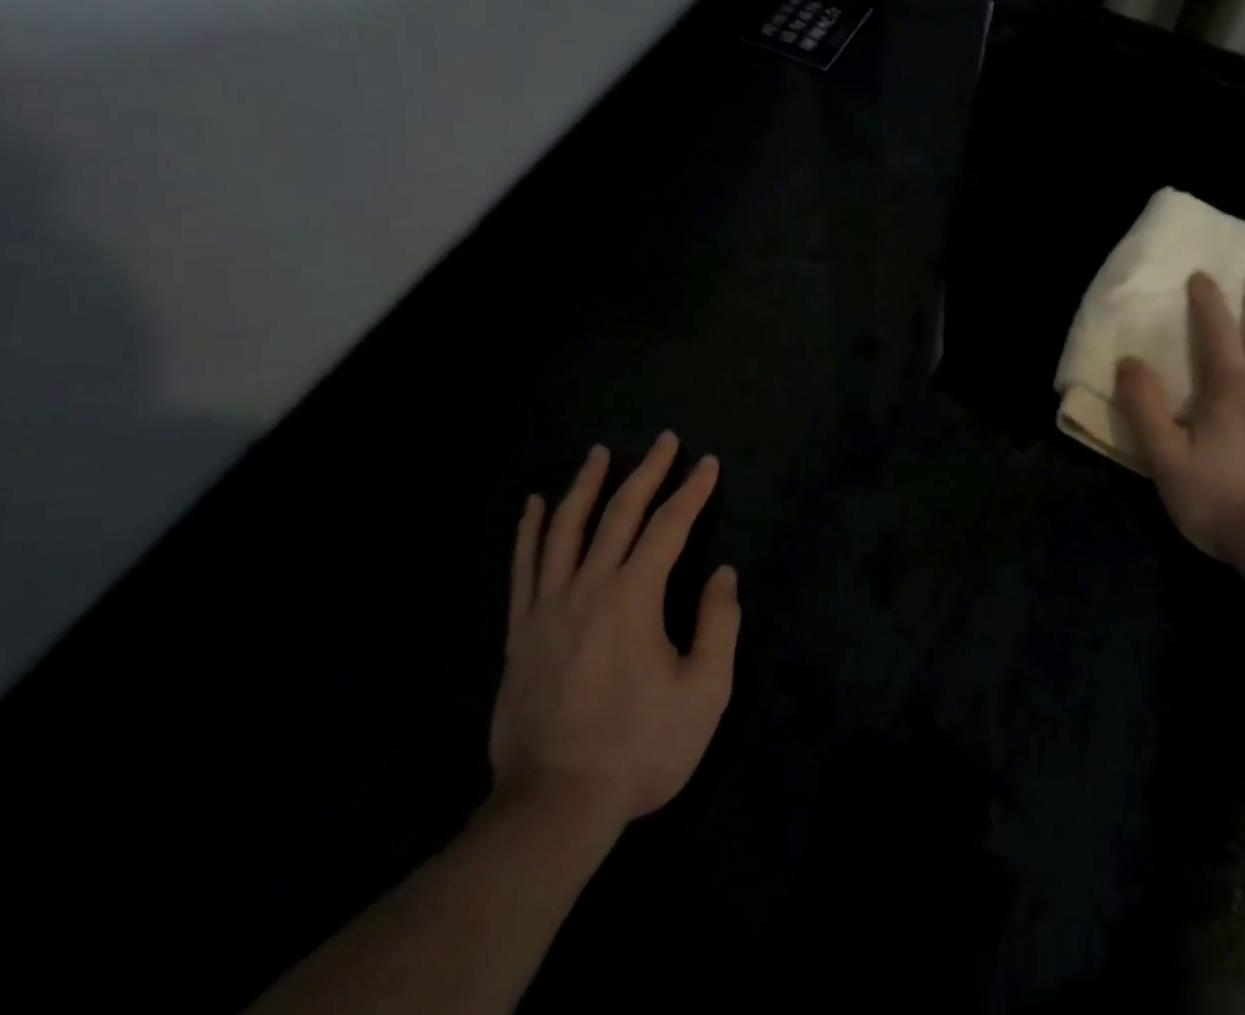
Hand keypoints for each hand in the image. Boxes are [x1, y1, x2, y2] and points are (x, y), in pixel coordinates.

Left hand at [488, 431, 740, 825]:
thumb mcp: (704, 692)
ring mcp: (547, 606)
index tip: (708, 464)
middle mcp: (589, 586)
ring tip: (599, 452)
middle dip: (647, 472)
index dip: (692, 491)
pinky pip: (525, 566)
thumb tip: (723, 574)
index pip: (669, 527)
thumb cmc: (639, 748)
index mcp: (635, 596)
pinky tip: (536, 505)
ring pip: (566, 528)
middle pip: (619, 513)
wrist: (554, 804)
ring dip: (586, 485)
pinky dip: (531, 530)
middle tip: (664, 440)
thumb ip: (718, 625)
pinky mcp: (521, 630)